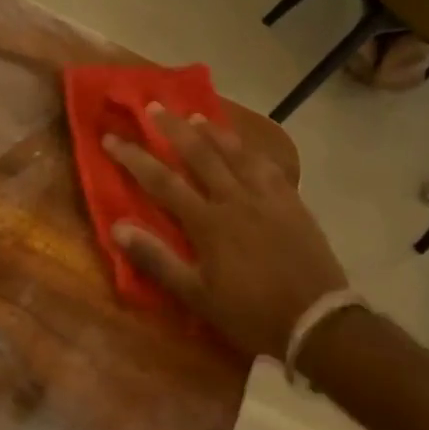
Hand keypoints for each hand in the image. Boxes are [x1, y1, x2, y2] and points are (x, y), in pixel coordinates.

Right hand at [104, 106, 346, 360]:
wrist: (317, 322)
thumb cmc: (249, 314)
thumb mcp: (196, 295)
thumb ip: (157, 259)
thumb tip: (117, 226)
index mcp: (208, 223)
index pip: (162, 181)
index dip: (134, 157)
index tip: (111, 137)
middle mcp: (236, 200)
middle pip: (200, 155)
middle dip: (174, 129)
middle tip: (155, 106)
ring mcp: (268, 199)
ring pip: (237, 154)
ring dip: (213, 133)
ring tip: (196, 116)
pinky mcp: (293, 204)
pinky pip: (269, 167)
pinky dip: (252, 151)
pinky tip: (246, 147)